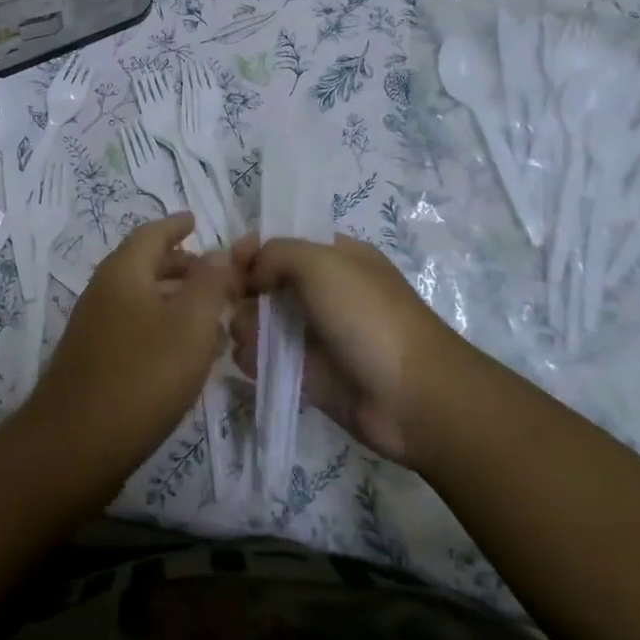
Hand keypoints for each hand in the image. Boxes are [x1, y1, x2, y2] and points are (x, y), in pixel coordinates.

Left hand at [16, 213, 237, 499]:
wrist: (74, 447)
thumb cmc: (141, 376)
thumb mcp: (190, 324)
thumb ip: (209, 283)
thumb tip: (218, 252)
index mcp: (123, 273)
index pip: (151, 234)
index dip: (176, 225)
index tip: (196, 220)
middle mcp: (103, 293)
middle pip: (145, 265)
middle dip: (181, 264)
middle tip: (216, 273)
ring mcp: (95, 329)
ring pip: (141, 299)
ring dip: (176, 299)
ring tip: (212, 314)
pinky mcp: (95, 362)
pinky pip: (135, 328)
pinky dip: (164, 327)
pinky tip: (186, 354)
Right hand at [231, 232, 456, 466]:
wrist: (412, 396)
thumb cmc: (367, 317)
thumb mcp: (321, 262)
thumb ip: (277, 253)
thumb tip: (253, 273)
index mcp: (336, 257)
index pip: (283, 243)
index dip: (252, 250)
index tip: (228, 265)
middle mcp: (325, 292)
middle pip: (267, 284)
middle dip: (244, 293)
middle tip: (233, 306)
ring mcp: (317, 335)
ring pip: (264, 323)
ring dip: (246, 328)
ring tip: (247, 339)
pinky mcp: (310, 375)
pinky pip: (270, 361)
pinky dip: (255, 361)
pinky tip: (252, 364)